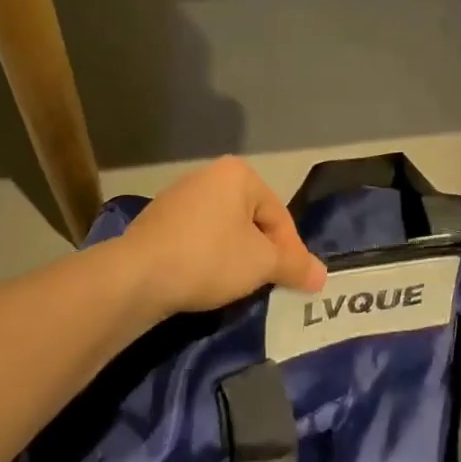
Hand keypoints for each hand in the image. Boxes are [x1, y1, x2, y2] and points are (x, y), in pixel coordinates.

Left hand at [116, 157, 326, 319]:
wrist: (137, 275)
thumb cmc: (209, 258)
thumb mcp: (262, 264)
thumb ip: (295, 266)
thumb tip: (323, 276)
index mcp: (238, 174)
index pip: (278, 215)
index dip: (291, 251)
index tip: (296, 282)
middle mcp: (207, 175)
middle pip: (251, 220)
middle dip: (263, 253)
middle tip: (270, 284)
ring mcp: (178, 197)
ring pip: (224, 230)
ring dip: (236, 257)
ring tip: (239, 287)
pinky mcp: (156, 221)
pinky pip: (196, 238)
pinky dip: (208, 258)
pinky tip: (206, 282)